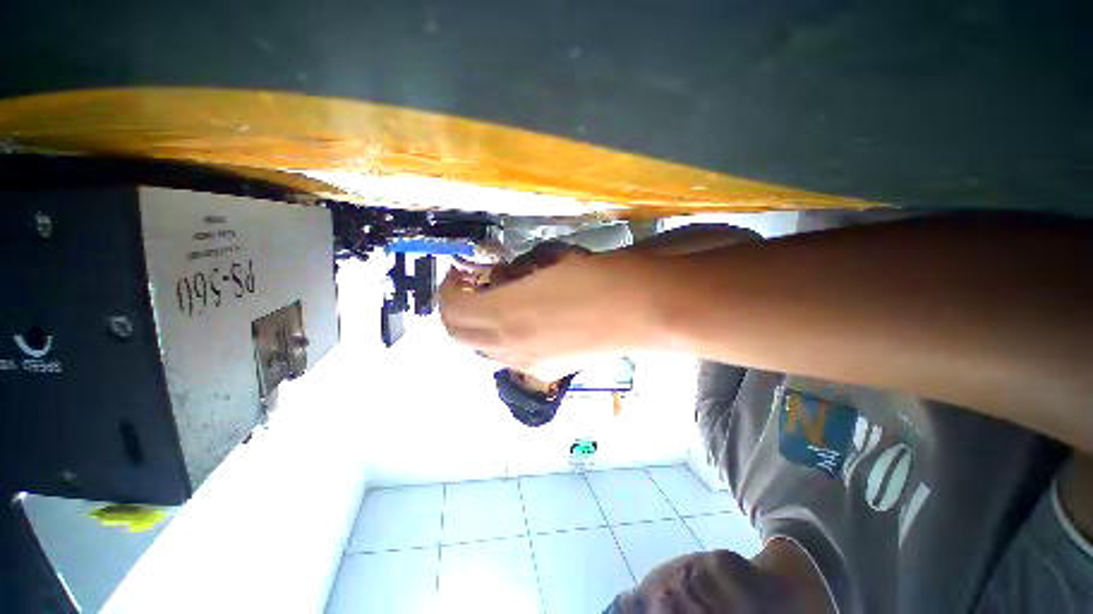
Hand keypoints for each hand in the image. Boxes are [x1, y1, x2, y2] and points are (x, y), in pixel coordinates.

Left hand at [440, 249, 650, 380]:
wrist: (643, 311)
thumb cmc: (599, 277)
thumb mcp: (552, 265)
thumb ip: (520, 275)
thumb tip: (506, 278)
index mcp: (507, 314)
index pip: (453, 307)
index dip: (448, 288)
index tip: (460, 270)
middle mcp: (510, 345)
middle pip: (459, 334)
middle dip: (456, 309)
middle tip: (472, 287)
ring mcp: (528, 363)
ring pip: (483, 348)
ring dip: (479, 325)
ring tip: (497, 303)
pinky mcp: (549, 371)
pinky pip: (509, 358)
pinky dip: (503, 340)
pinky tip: (522, 323)